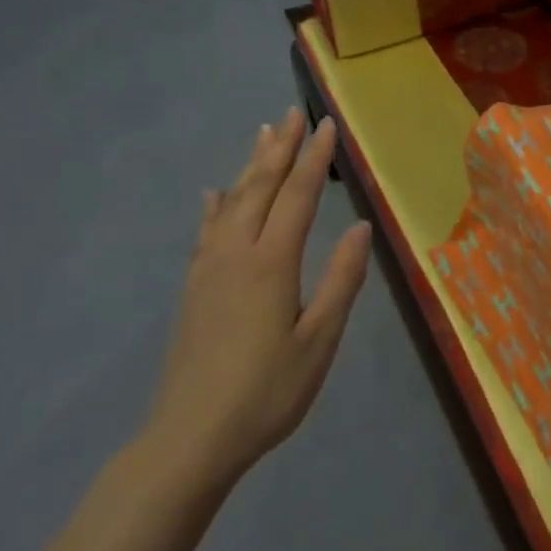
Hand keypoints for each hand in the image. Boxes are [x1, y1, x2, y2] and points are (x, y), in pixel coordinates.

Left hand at [137, 109, 371, 498]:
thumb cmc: (267, 392)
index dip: (314, 159)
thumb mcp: (318, 341)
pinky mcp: (194, 287)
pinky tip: (214, 194)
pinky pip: (206, 230)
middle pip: (260, 187)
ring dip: (250, 165)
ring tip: (262, 134)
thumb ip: (341, 280)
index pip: (297, 196)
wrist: (190, 438)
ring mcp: (209, 268)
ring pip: (232, 201)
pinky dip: (215, 204)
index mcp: (271, 263)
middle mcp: (237, 252)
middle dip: (280, 148)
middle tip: (294, 113)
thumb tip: (360, 227)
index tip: (328, 125)